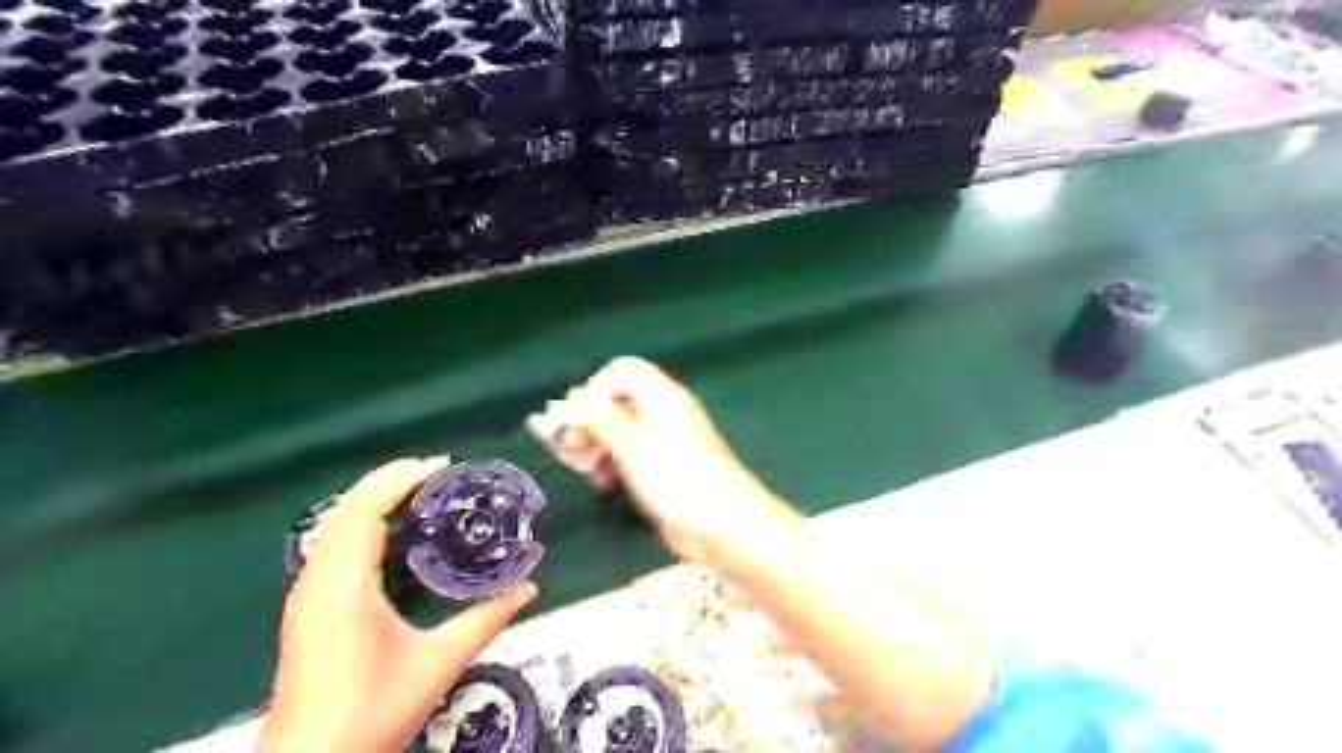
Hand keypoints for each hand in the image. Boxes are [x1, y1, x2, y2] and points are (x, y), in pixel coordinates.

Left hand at [260, 460, 536, 752]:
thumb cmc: (370, 713)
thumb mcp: (438, 664)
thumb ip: (486, 620)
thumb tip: (529, 588)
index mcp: (343, 588)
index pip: (362, 511)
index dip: (398, 479)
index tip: (441, 467)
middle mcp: (317, 582)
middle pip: (347, 509)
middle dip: (392, 482)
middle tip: (441, 476)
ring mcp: (307, 594)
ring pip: (337, 525)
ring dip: (377, 500)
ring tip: (425, 494)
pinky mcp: (309, 606)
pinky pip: (336, 545)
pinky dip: (366, 523)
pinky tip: (397, 534)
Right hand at [564, 360, 794, 563]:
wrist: (723, 525)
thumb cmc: (678, 479)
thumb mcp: (632, 446)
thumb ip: (600, 419)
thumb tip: (575, 400)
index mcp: (661, 397)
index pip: (621, 372)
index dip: (596, 389)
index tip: (580, 419)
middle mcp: (661, 413)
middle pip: (616, 401)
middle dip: (589, 421)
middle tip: (572, 450)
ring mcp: (662, 442)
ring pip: (618, 430)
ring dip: (596, 445)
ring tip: (585, 469)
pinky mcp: (660, 470)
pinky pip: (627, 455)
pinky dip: (610, 463)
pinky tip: (602, 483)